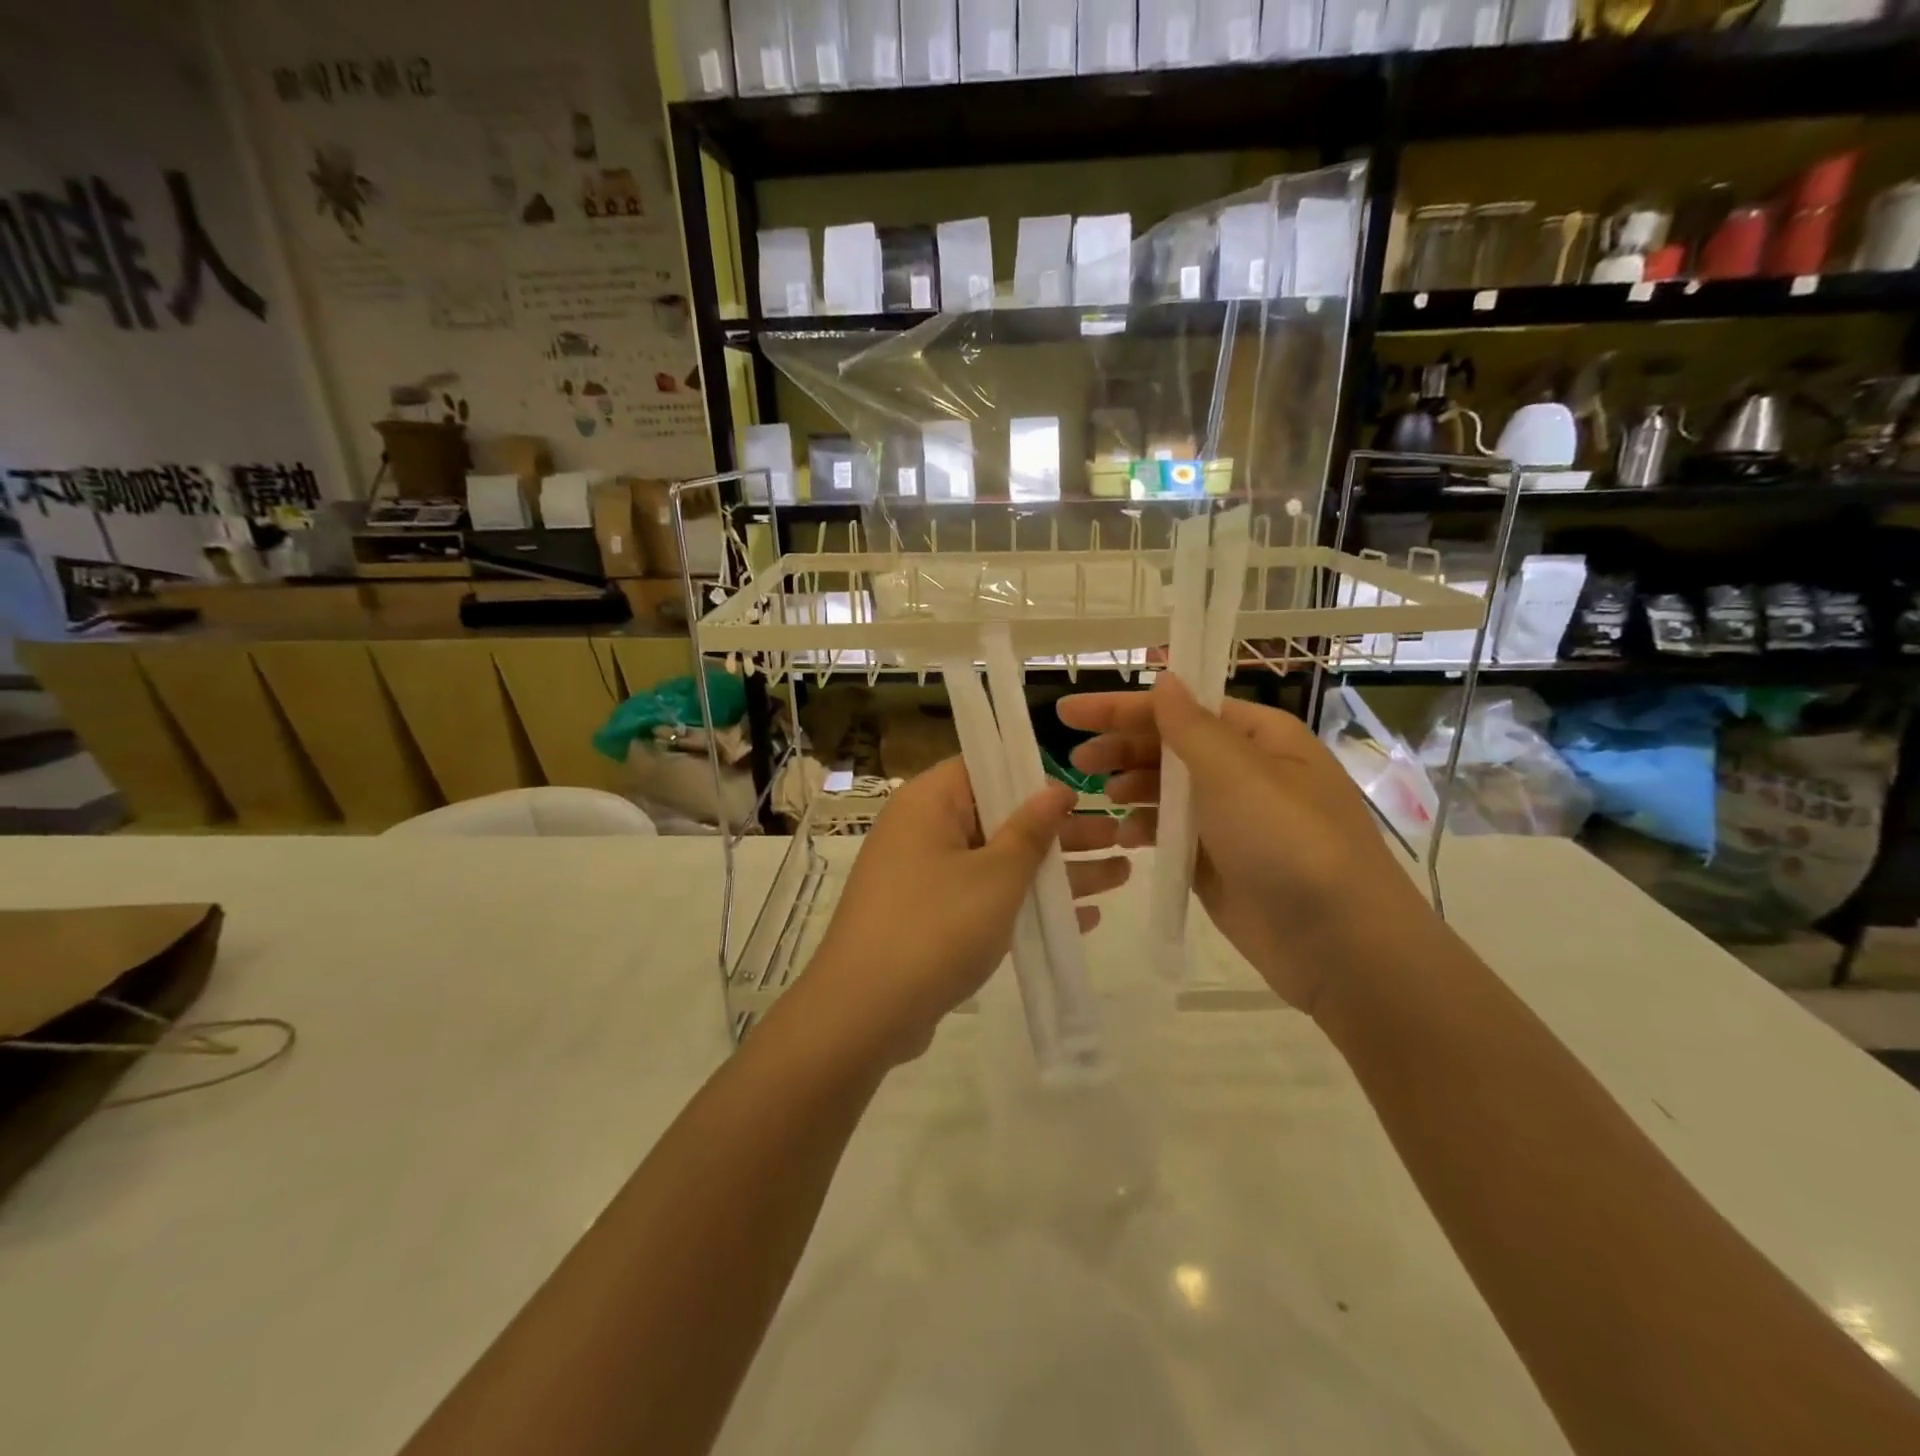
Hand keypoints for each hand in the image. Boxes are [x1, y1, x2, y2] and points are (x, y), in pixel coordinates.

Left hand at [790, 757, 1129, 1068]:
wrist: (864, 1014)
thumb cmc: (935, 926)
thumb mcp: (995, 876)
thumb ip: (1030, 831)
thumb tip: (1055, 789)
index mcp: (929, 803)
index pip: (985, 767)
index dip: (1034, 777)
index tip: (1080, 791)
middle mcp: (923, 831)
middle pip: (1001, 818)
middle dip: (1060, 832)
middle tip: (1118, 834)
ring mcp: (926, 878)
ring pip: (1000, 862)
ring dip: (1055, 871)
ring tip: (1121, 873)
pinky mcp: (931, 919)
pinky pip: (985, 898)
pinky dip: (1027, 905)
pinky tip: (1083, 918)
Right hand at [1059, 676, 1427, 1016]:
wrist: (1340, 945)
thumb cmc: (1289, 842)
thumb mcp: (1236, 773)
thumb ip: (1190, 727)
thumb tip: (1164, 679)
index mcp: (1259, 737)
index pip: (1180, 708)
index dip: (1122, 707)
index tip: (1068, 712)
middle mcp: (1245, 772)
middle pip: (1170, 747)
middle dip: (1122, 748)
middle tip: (1076, 761)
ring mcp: (1230, 820)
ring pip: (1166, 791)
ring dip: (1130, 788)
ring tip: (1098, 797)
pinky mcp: (1217, 864)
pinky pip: (1170, 834)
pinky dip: (1144, 830)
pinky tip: (1123, 836)